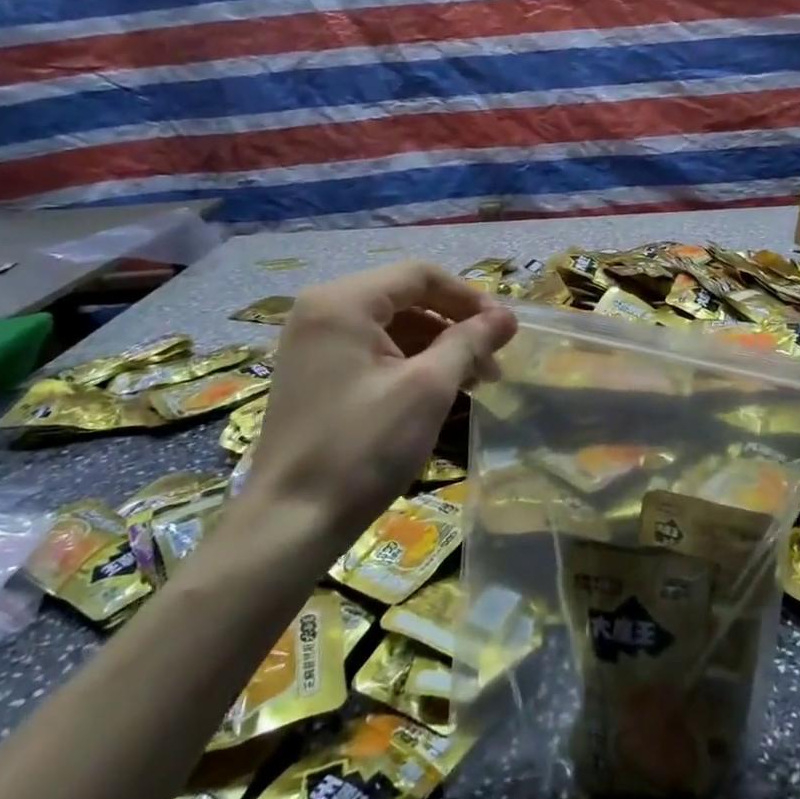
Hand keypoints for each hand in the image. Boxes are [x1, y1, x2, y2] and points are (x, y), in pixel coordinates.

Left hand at [244, 261, 516, 536]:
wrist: (291, 522)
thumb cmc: (363, 447)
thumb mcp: (428, 389)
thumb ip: (469, 342)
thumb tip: (507, 317)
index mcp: (343, 302)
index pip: (420, 276)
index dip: (468, 297)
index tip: (504, 329)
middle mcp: (321, 310)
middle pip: (405, 298)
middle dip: (454, 325)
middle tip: (493, 361)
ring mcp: (313, 343)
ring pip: (392, 326)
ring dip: (436, 346)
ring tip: (474, 381)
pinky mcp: (315, 373)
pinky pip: (372, 350)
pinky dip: (409, 363)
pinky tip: (438, 392)